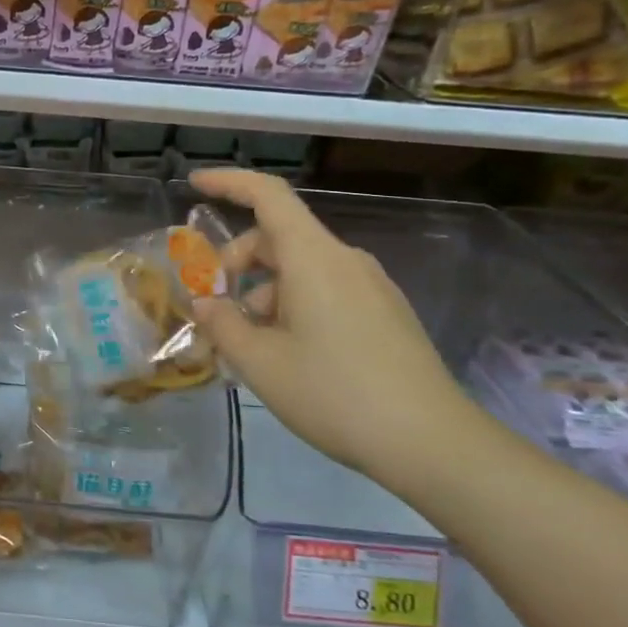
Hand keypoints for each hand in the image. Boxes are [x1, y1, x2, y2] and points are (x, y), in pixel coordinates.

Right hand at [188, 167, 475, 480]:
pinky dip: (293, 307)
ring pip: (301, 270)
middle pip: (279, 238)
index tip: (194, 184)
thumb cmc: (335, 393)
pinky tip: (286, 354)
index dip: (228, 183)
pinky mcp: (385, 314)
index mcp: (313, 258)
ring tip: (249, 346)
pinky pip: (326, 292)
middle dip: (237, 263)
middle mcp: (345, 261)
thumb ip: (223, 324)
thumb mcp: (260, 362)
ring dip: (264, 293)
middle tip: (215, 307)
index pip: (268, 196)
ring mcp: (371, 287)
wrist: (432, 443)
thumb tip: (206, 303)